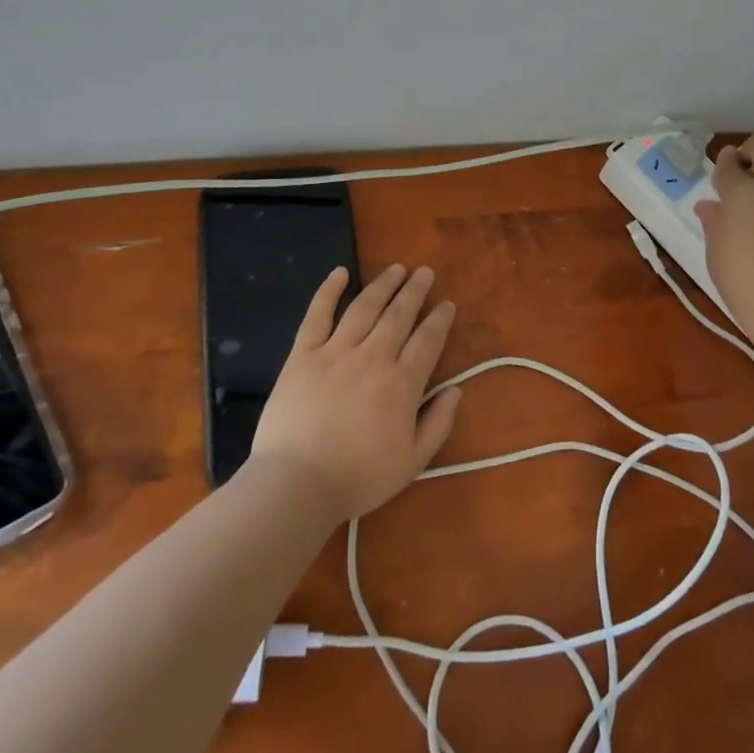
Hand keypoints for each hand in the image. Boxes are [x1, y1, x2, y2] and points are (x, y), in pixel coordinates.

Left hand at [249, 263, 462, 521]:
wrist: (297, 483)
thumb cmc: (358, 477)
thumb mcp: (412, 462)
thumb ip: (438, 424)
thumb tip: (456, 390)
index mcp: (402, 384)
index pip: (427, 341)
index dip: (439, 320)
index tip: (447, 304)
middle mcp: (373, 357)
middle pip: (399, 315)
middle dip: (415, 291)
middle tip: (425, 272)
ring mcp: (335, 352)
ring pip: (364, 307)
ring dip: (383, 285)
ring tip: (396, 268)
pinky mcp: (303, 354)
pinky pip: (318, 315)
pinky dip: (329, 290)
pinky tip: (340, 272)